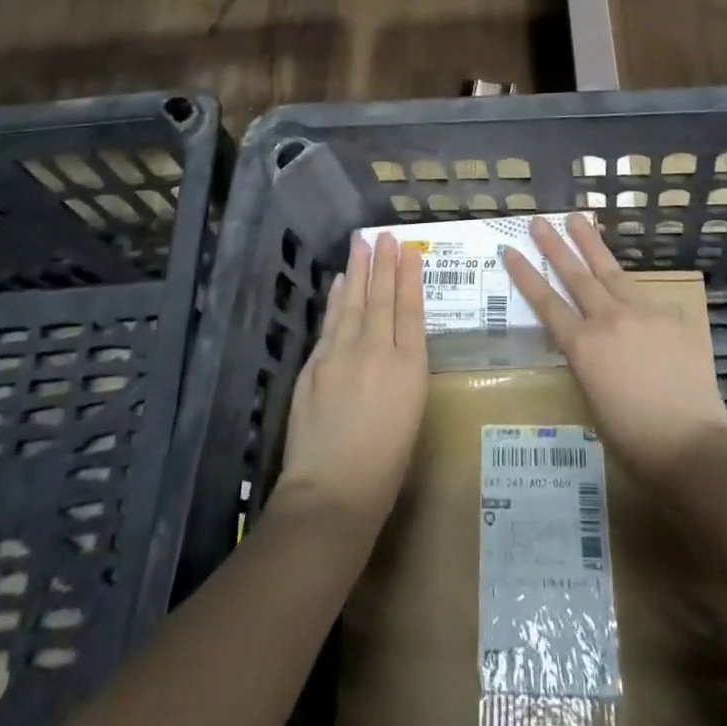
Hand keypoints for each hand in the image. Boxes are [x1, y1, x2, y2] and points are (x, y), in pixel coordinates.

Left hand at [276, 234, 428, 534]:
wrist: (332, 490)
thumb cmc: (385, 465)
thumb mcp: (411, 413)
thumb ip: (404, 372)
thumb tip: (395, 344)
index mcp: (409, 366)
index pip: (410, 309)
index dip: (409, 277)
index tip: (409, 250)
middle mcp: (376, 350)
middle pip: (380, 297)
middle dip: (384, 264)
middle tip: (385, 235)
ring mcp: (341, 354)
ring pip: (352, 302)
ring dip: (357, 271)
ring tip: (361, 245)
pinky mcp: (315, 364)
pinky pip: (330, 322)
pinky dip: (335, 300)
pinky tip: (338, 285)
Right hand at [504, 214, 726, 486]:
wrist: (692, 445)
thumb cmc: (634, 439)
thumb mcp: (592, 399)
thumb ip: (586, 361)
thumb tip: (587, 342)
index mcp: (583, 346)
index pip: (546, 303)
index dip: (526, 275)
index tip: (510, 250)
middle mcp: (608, 320)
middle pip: (575, 275)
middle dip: (555, 245)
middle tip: (540, 221)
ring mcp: (643, 313)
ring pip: (610, 270)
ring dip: (591, 244)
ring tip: (578, 219)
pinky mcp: (672, 317)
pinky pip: (648, 297)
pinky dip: (634, 291)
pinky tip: (632, 288)